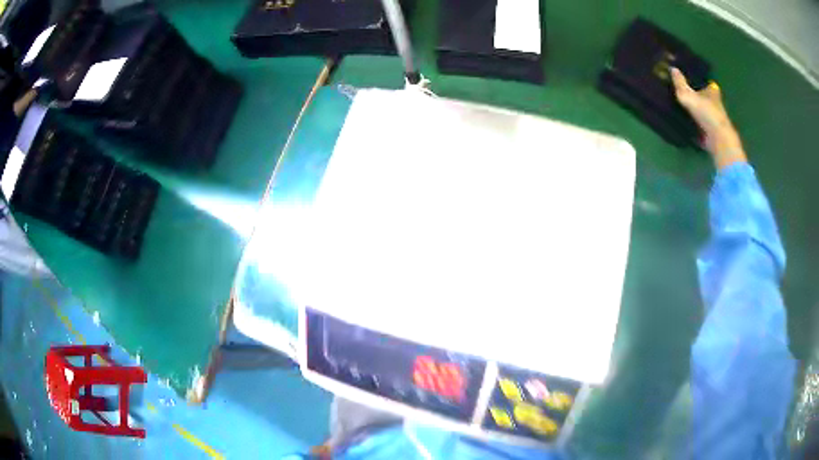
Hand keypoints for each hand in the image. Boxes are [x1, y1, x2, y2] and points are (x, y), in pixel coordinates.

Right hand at [670, 67, 746, 169]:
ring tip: (682, 109)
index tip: (694, 80)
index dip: (702, 82)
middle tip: (685, 94)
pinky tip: (686, 125)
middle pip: (706, 98)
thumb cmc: (706, 113)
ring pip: (704, 112)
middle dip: (698, 97)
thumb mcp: (688, 95)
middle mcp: (715, 105)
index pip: (708, 84)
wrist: (718, 139)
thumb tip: (672, 68)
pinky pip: (702, 127)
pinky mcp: (711, 134)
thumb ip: (680, 83)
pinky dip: (696, 126)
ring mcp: (714, 120)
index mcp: (712, 92)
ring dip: (696, 112)